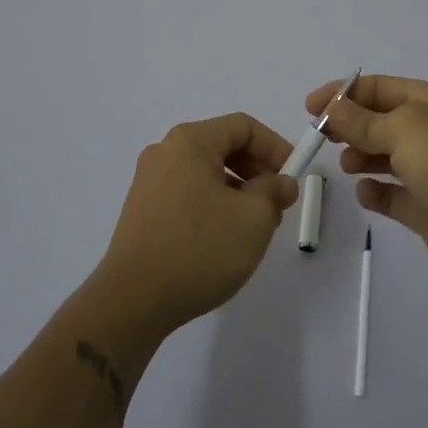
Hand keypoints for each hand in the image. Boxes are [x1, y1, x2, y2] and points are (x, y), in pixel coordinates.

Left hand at [93, 112, 298, 336]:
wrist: (133, 300)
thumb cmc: (199, 249)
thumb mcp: (253, 218)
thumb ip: (274, 192)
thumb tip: (281, 183)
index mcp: (190, 141)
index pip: (243, 127)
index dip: (275, 147)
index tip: (294, 177)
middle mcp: (165, 152)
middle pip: (223, 147)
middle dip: (257, 171)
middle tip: (279, 204)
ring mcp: (149, 182)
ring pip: (206, 173)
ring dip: (238, 191)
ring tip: (255, 227)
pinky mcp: (142, 210)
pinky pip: (188, 193)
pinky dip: (214, 205)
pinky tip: (224, 239)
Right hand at [304, 74, 427, 283]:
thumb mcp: (403, 128)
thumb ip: (362, 120)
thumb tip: (332, 108)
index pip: (381, 88)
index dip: (344, 93)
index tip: (311, 106)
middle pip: (381, 121)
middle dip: (350, 125)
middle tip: (321, 135)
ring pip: (386, 157)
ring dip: (361, 157)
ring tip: (346, 165)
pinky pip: (393, 194)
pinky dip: (376, 191)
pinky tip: (366, 192)